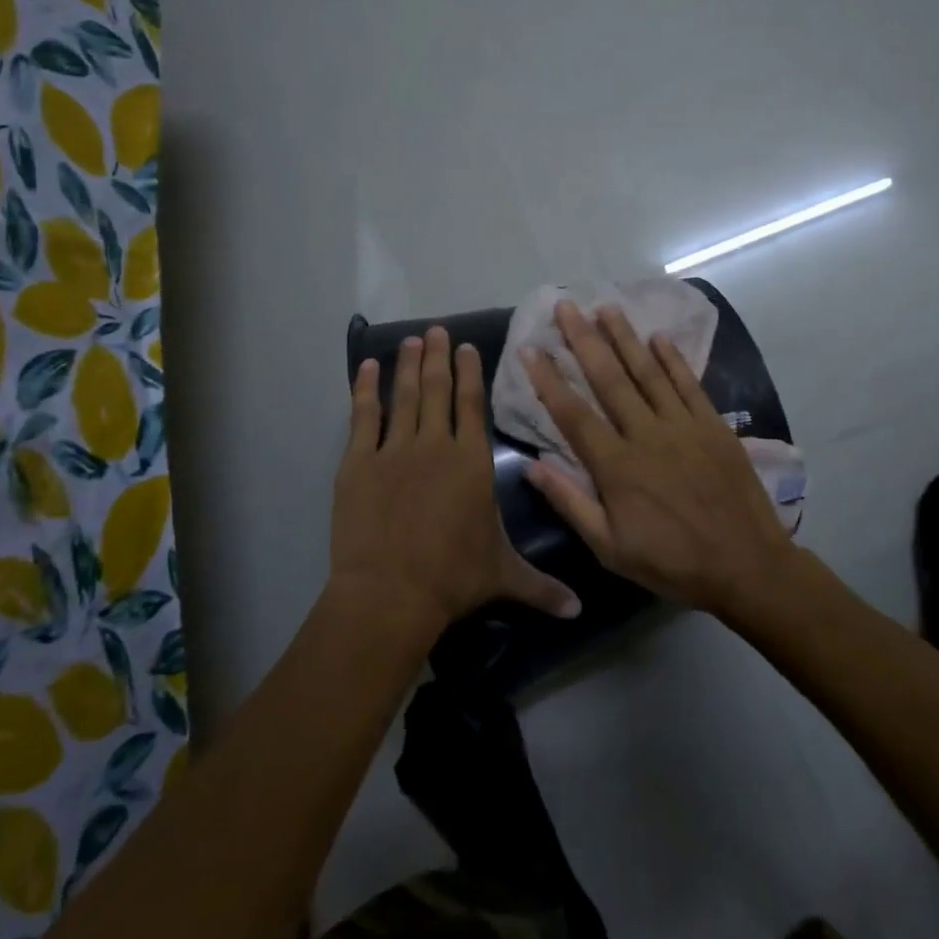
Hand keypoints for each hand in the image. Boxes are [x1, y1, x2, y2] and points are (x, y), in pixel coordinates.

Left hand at [331, 327, 581, 637]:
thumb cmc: (453, 578)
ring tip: (411, 340)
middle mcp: (436, 444)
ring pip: (404, 396)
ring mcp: (395, 450)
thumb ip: (543, 586)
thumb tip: (580, 610)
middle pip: (436, 389)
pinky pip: (363, 417)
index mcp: (472, 461)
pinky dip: (365, 390)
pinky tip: (368, 368)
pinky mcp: (359, 462)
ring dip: (407, 365)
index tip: (466, 346)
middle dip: (437, 356)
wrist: (391, 592)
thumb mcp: (504, 576)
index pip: (472, 404)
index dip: (470, 373)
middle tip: (435, 329)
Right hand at [521, 302, 801, 617]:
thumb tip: (532, 466)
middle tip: (565, 306)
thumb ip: (571, 504)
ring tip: (605, 307)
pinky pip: (689, 384)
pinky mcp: (714, 426)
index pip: (573, 413)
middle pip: (609, 379)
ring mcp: (684, 426)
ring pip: (647, 372)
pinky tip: (658, 337)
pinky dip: (673, 359)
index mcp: (617, 466)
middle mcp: (647, 435)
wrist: (746, 566)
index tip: (531, 348)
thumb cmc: (672, 562)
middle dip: (584, 340)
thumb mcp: (610, 548)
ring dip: (624, 338)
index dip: (549, 379)